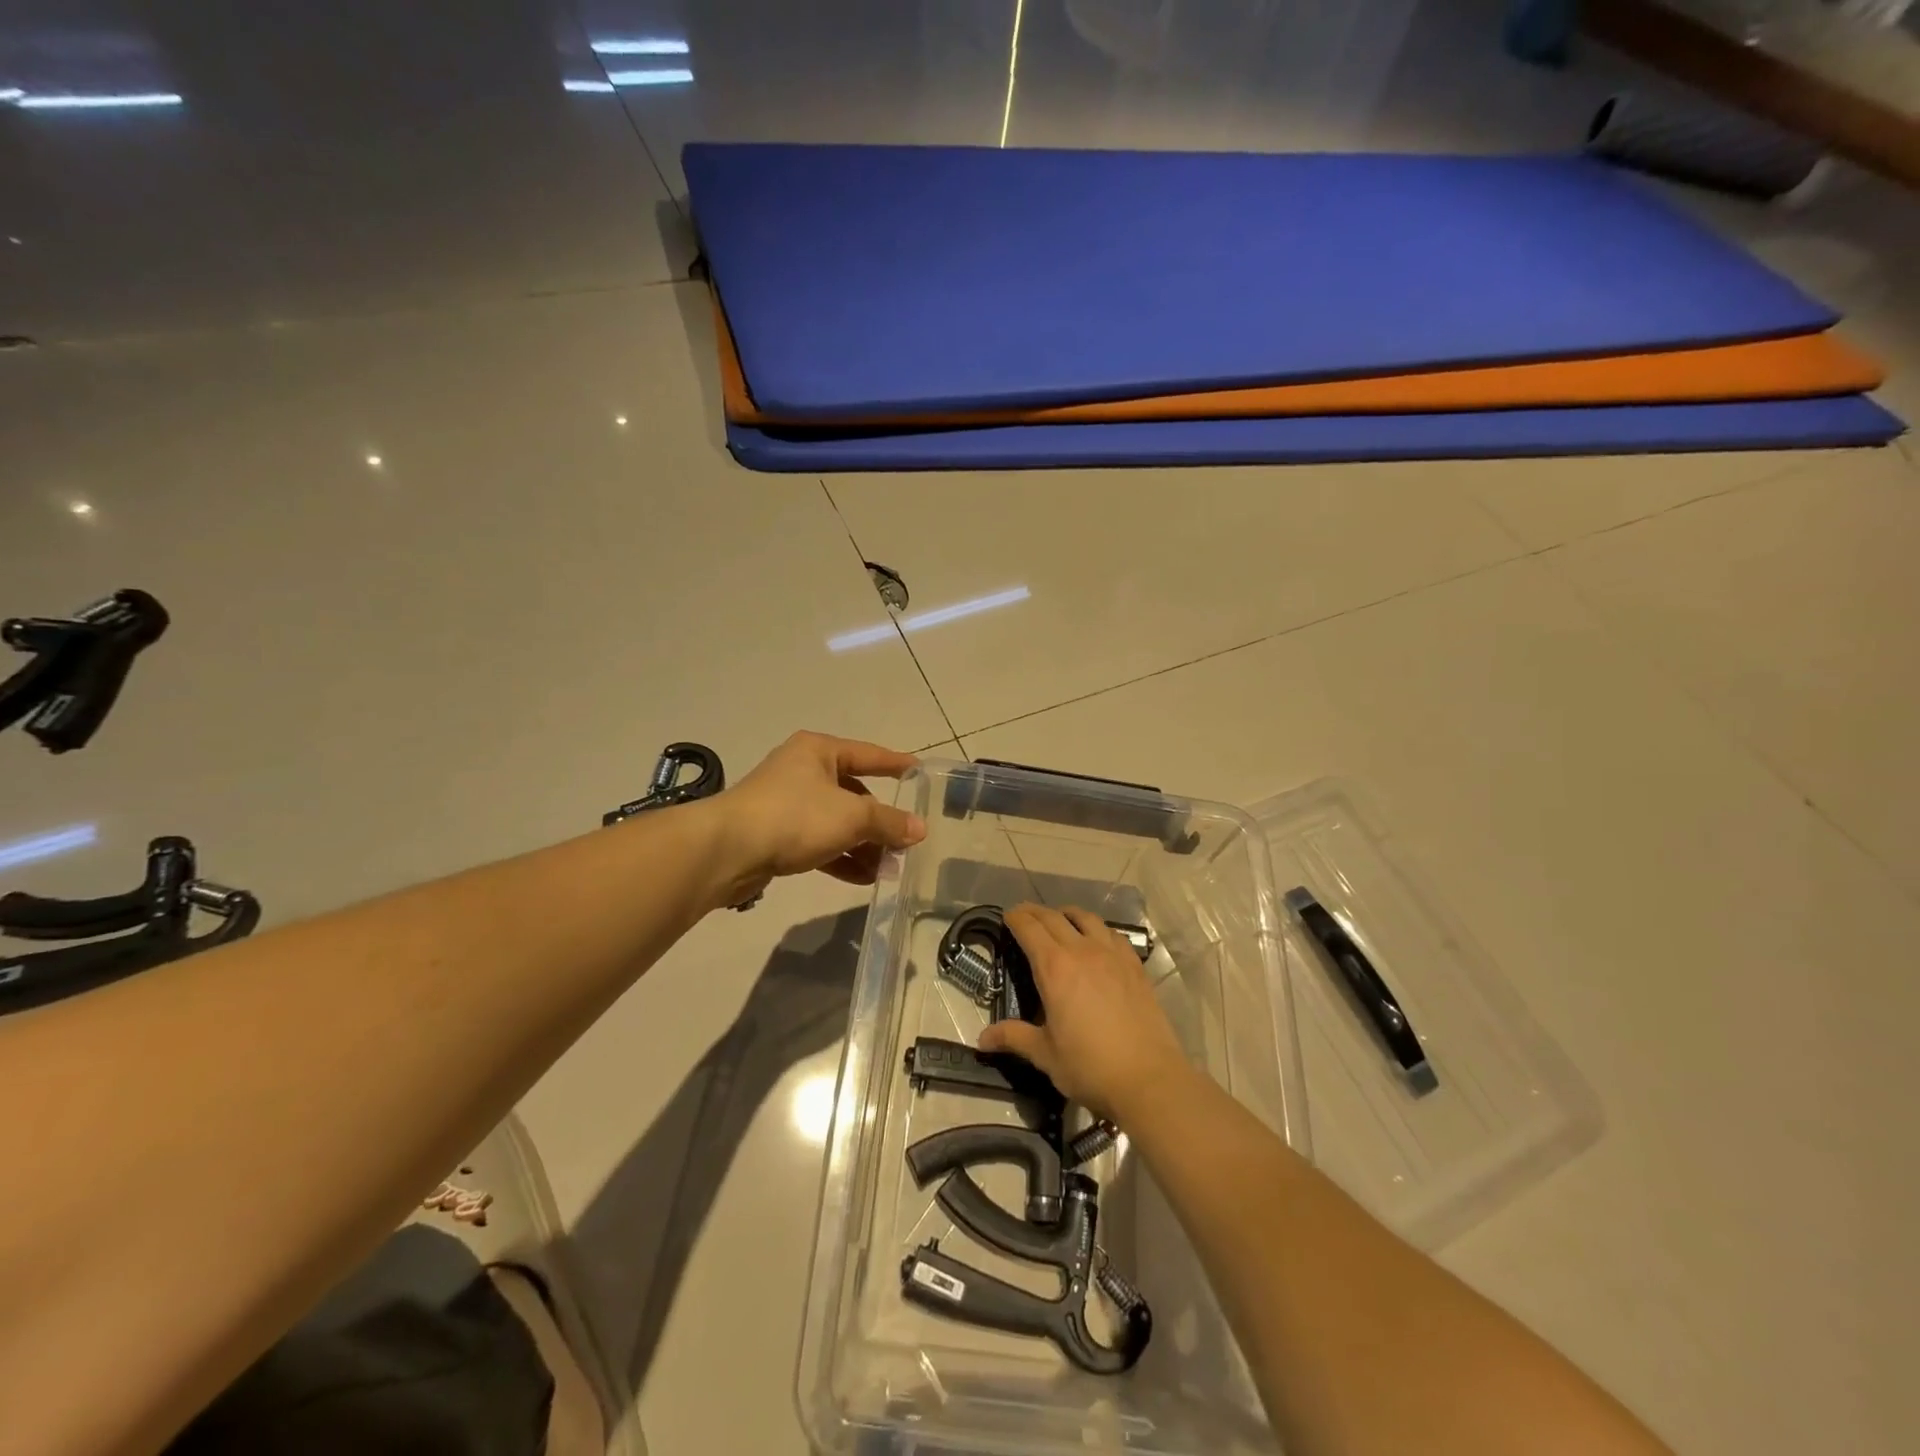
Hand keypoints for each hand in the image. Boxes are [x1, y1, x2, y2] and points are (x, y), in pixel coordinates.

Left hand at [711, 731, 925, 906]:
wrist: (728, 850)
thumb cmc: (795, 817)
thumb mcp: (852, 816)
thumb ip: (889, 822)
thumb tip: (920, 829)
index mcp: (819, 751)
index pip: (869, 754)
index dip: (896, 764)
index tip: (921, 772)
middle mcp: (803, 771)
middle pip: (854, 793)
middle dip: (880, 821)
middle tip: (906, 841)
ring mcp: (787, 804)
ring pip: (837, 822)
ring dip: (863, 845)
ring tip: (888, 869)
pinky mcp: (777, 834)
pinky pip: (819, 843)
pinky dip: (841, 858)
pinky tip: (863, 878)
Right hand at [978, 904, 1192, 1125]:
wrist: (1148, 1079)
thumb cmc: (1089, 1067)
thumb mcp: (1045, 1054)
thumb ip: (1014, 1037)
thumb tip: (982, 1040)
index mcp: (1054, 968)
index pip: (1029, 928)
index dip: (1015, 918)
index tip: (1007, 917)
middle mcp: (1082, 951)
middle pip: (1054, 917)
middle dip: (1035, 912)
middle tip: (1024, 915)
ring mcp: (1112, 955)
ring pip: (1086, 918)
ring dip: (1067, 914)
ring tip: (1060, 920)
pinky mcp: (1135, 966)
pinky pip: (1112, 934)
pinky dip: (1097, 929)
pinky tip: (1097, 942)